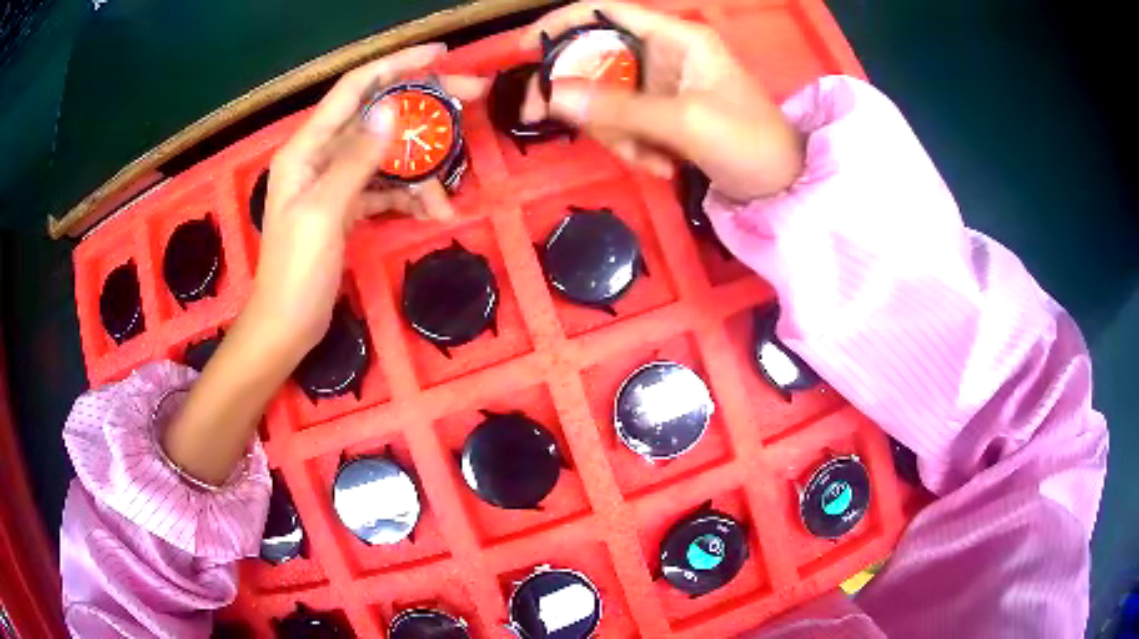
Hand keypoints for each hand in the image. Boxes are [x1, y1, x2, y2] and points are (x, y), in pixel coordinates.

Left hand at [251, 44, 487, 353]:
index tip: (440, 55)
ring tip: (448, 193)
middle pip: (378, 115)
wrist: (287, 325)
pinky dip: (408, 196)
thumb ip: (356, 158)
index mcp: (306, 148)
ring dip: (421, 167)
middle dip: (423, 108)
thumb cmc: (296, 271)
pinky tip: (432, 212)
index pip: (355, 88)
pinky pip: (384, 187)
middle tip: (472, 98)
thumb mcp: (324, 211)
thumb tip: (391, 109)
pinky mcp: (347, 206)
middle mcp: (320, 156)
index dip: (396, 64)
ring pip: (386, 154)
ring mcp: (335, 182)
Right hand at [520, 2, 803, 199]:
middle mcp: (663, 54)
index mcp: (675, 37)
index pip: (604, 11)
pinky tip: (663, 166)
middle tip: (562, 125)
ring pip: (606, 99)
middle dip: (586, 100)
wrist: (781, 187)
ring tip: (652, 160)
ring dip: (617, 134)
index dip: (561, 23)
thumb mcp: (684, 122)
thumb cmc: (748, 142)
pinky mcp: (662, 115)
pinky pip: (624, 124)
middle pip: (596, 61)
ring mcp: (661, 86)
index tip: (526, 52)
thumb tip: (550, 96)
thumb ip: (618, 108)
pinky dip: (634, 148)